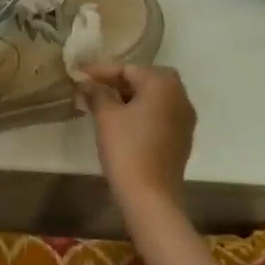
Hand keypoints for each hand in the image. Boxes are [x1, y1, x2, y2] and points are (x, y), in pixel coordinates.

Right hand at [79, 64, 196, 211]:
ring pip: (155, 97)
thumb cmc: (126, 148)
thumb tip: (88, 83)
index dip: (101, 71)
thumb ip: (97, 93)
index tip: (79, 74)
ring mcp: (185, 118)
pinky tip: (123, 121)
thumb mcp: (106, 116)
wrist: (150, 196)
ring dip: (131, 96)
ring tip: (105, 102)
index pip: (128, 69)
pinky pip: (161, 113)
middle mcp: (180, 96)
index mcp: (163, 84)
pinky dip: (143, 111)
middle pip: (145, 79)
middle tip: (94, 87)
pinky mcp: (182, 138)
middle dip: (119, 81)